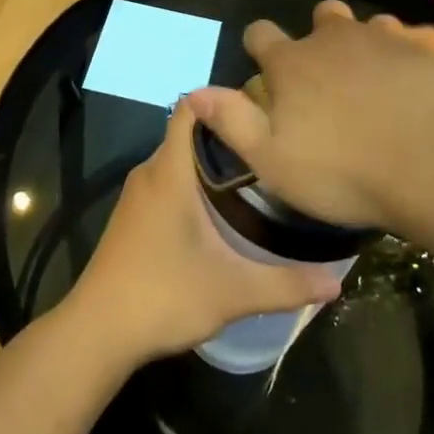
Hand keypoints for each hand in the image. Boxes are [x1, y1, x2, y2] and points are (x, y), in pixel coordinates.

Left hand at [70, 99, 344, 364]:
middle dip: (228, 135)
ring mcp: (137, 195)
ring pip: (178, 159)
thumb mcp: (233, 292)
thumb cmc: (163, 296)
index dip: (223, 101)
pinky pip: (167, 181)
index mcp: (169, 171)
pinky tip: (222, 210)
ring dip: (211, 162)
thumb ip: (286, 284)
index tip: (262, 112)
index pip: (190, 107)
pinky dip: (194, 183)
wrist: (97, 332)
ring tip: (257, 175)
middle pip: (189, 132)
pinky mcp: (132, 217)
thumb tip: (337, 282)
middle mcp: (150, 172)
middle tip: (273, 148)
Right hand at [187, 1, 433, 263]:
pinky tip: (422, 88)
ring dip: (368, 45)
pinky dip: (412, 58)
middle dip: (320, 37)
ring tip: (381, 84)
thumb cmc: (346, 174)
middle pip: (321, 16)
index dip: (260, 46)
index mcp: (293, 63)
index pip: (261, 33)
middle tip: (331, 78)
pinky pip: (415, 39)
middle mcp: (336, 37)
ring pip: (370, 25)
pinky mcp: (433, 45)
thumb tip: (192, 90)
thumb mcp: (273, 162)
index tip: (266, 66)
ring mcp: (388, 35)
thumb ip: (232, 121)